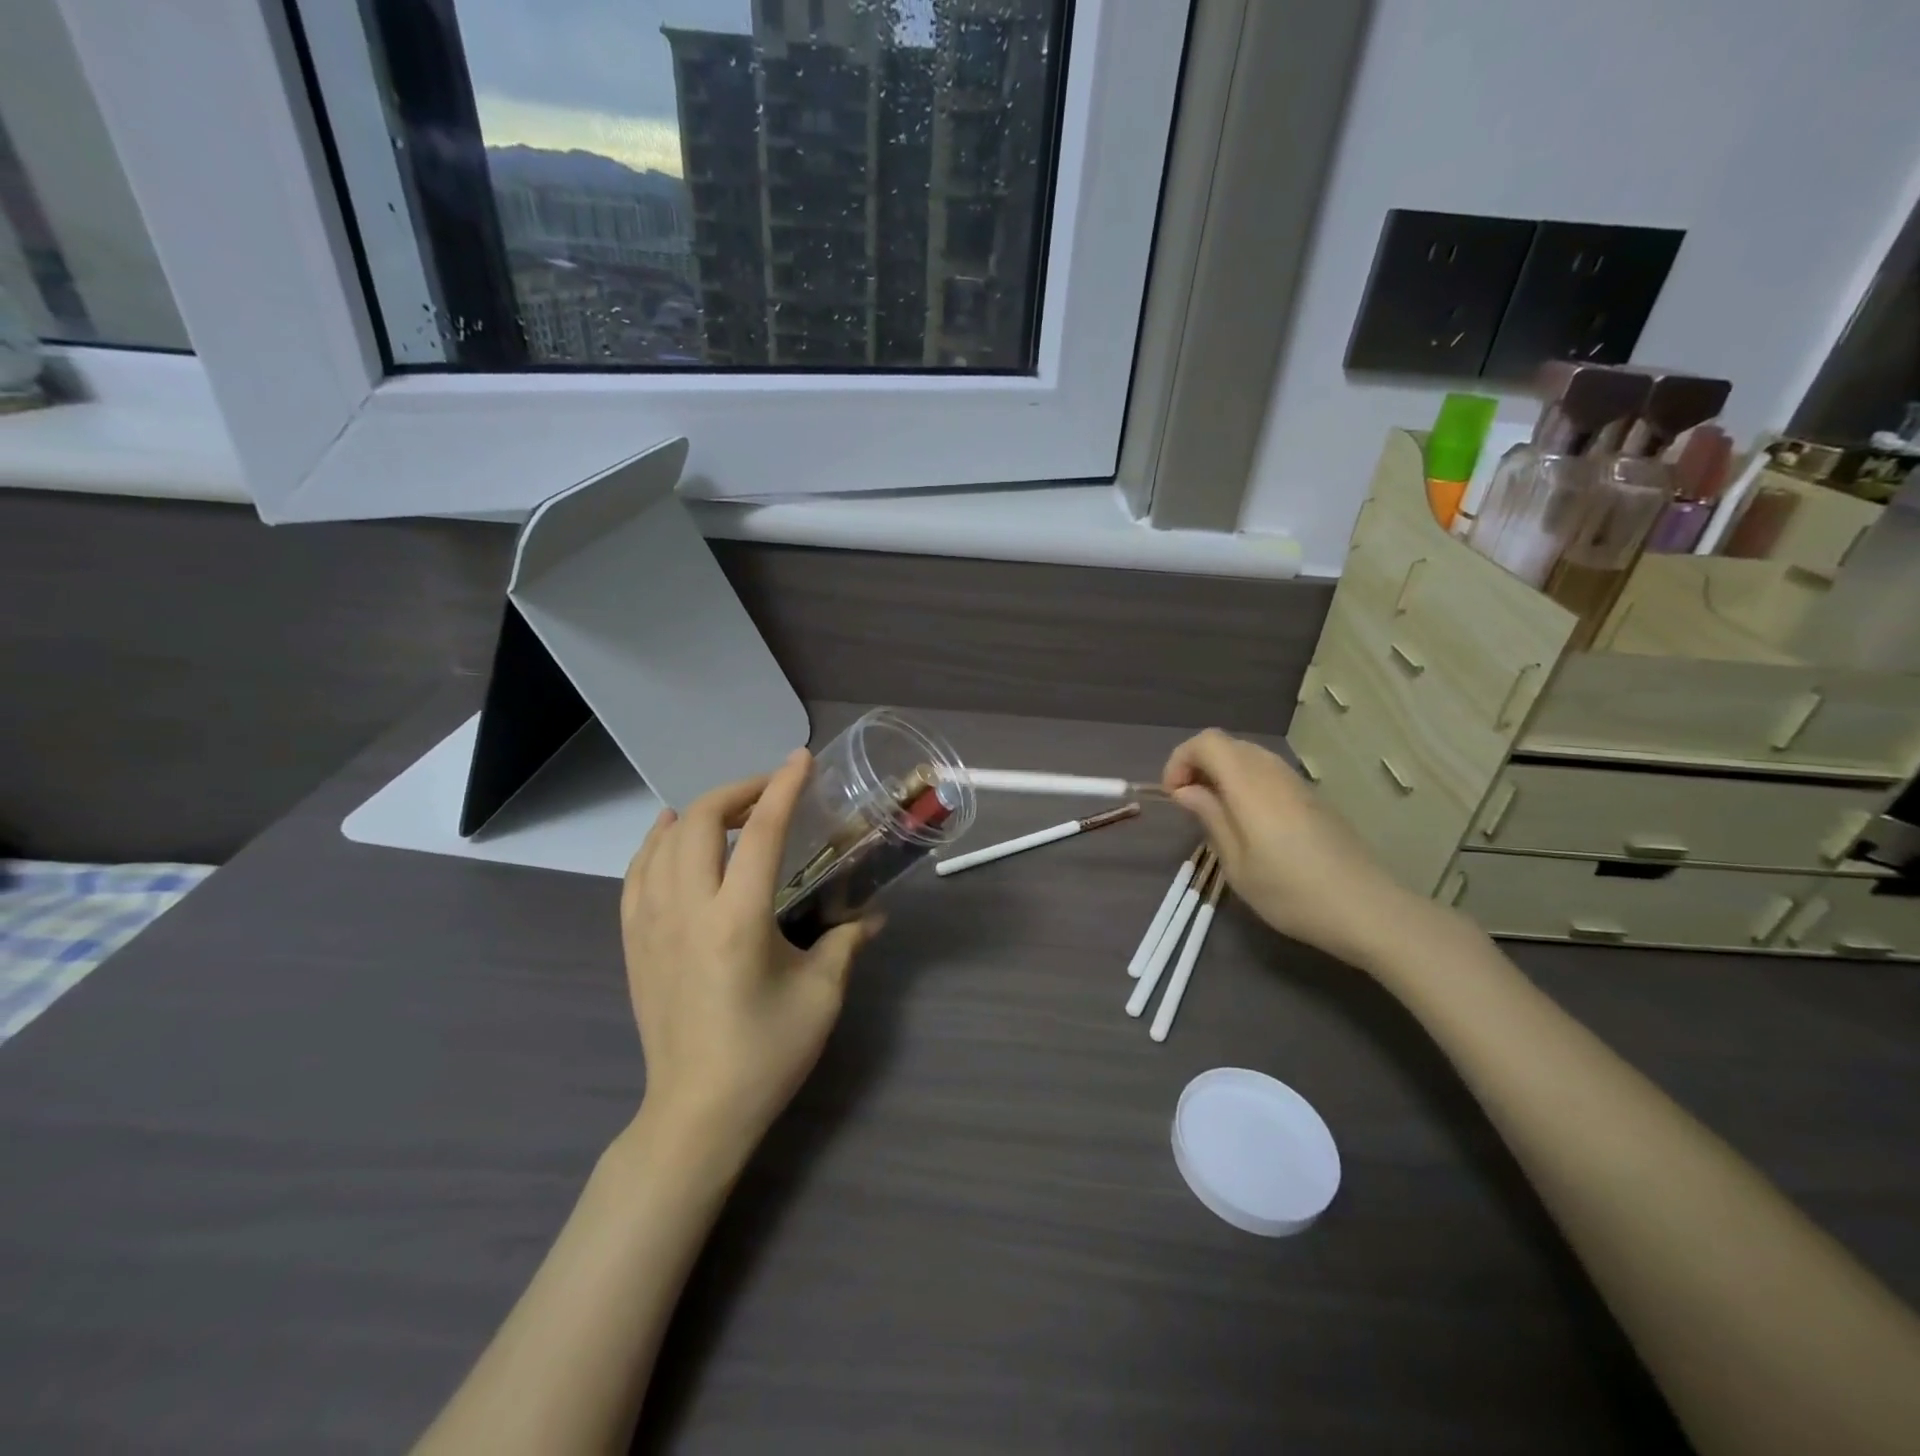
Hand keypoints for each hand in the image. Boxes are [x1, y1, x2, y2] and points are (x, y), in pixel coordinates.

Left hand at [619, 749, 879, 1165]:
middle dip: (737, 792)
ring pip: (662, 841)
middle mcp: (687, 910)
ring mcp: (651, 925)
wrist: (696, 1112)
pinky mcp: (634, 942)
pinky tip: (675, 840)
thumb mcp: (820, 996)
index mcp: (737, 920)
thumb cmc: (765, 1054)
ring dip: (698, 813)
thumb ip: (845, 943)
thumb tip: (873, 915)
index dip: (783, 788)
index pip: (762, 833)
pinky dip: (658, 843)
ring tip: (731, 812)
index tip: (801, 760)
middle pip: (701, 821)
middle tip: (771, 792)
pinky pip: (637, 873)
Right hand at [1162, 728, 1428, 968]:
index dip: (1181, 760)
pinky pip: (1268, 772)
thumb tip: (1186, 790)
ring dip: (1222, 774)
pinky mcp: (1311, 797)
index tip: (1174, 796)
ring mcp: (1296, 782)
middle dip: (1198, 765)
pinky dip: (1245, 783)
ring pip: (1248, 756)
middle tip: (1189, 805)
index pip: (1207, 742)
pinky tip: (1248, 822)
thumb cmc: (1290, 892)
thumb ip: (1210, 817)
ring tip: (1215, 814)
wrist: (1365, 909)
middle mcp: (1273, 772)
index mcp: (1250, 784)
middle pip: (1227, 744)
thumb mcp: (1236, 863)